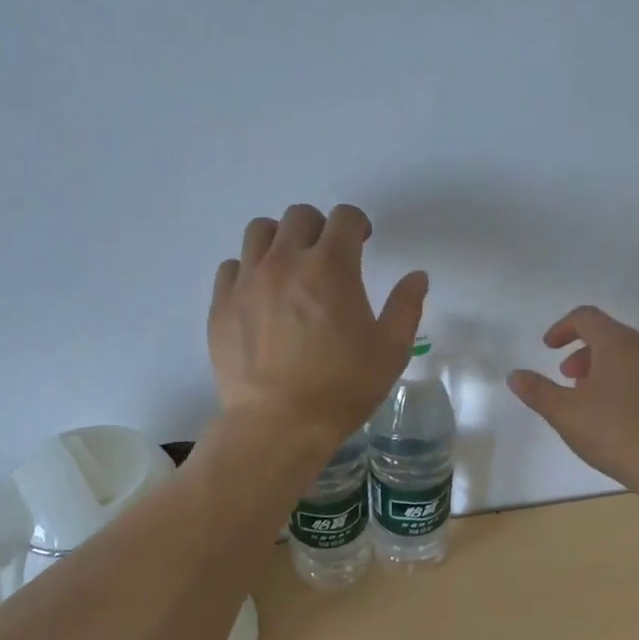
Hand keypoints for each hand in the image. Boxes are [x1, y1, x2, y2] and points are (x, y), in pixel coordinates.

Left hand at [209, 204, 428, 444]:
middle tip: (328, 257)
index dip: (358, 224)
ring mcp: (248, 280)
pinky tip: (259, 295)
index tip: (363, 242)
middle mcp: (285, 261)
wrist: (278, 423)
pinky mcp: (222, 304)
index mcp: (331, 267)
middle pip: (299, 216)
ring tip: (290, 269)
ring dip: (280, 240)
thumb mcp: (390, 351)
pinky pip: (232, 267)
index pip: (344, 217)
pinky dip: (248, 270)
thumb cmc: (342, 388)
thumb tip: (416, 276)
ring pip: (259, 232)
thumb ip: (406, 307)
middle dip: (319, 228)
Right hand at [508, 306, 638, 488]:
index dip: (562, 328)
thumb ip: (537, 391)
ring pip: (629, 356)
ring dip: (602, 368)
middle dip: (582, 352)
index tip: (548, 348)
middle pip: (609, 335)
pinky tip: (616, 415)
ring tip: (588, 399)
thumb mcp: (565, 413)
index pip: (587, 317)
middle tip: (566, 378)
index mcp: (619, 344)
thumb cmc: (615, 433)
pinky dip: (623, 381)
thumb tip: (516, 375)